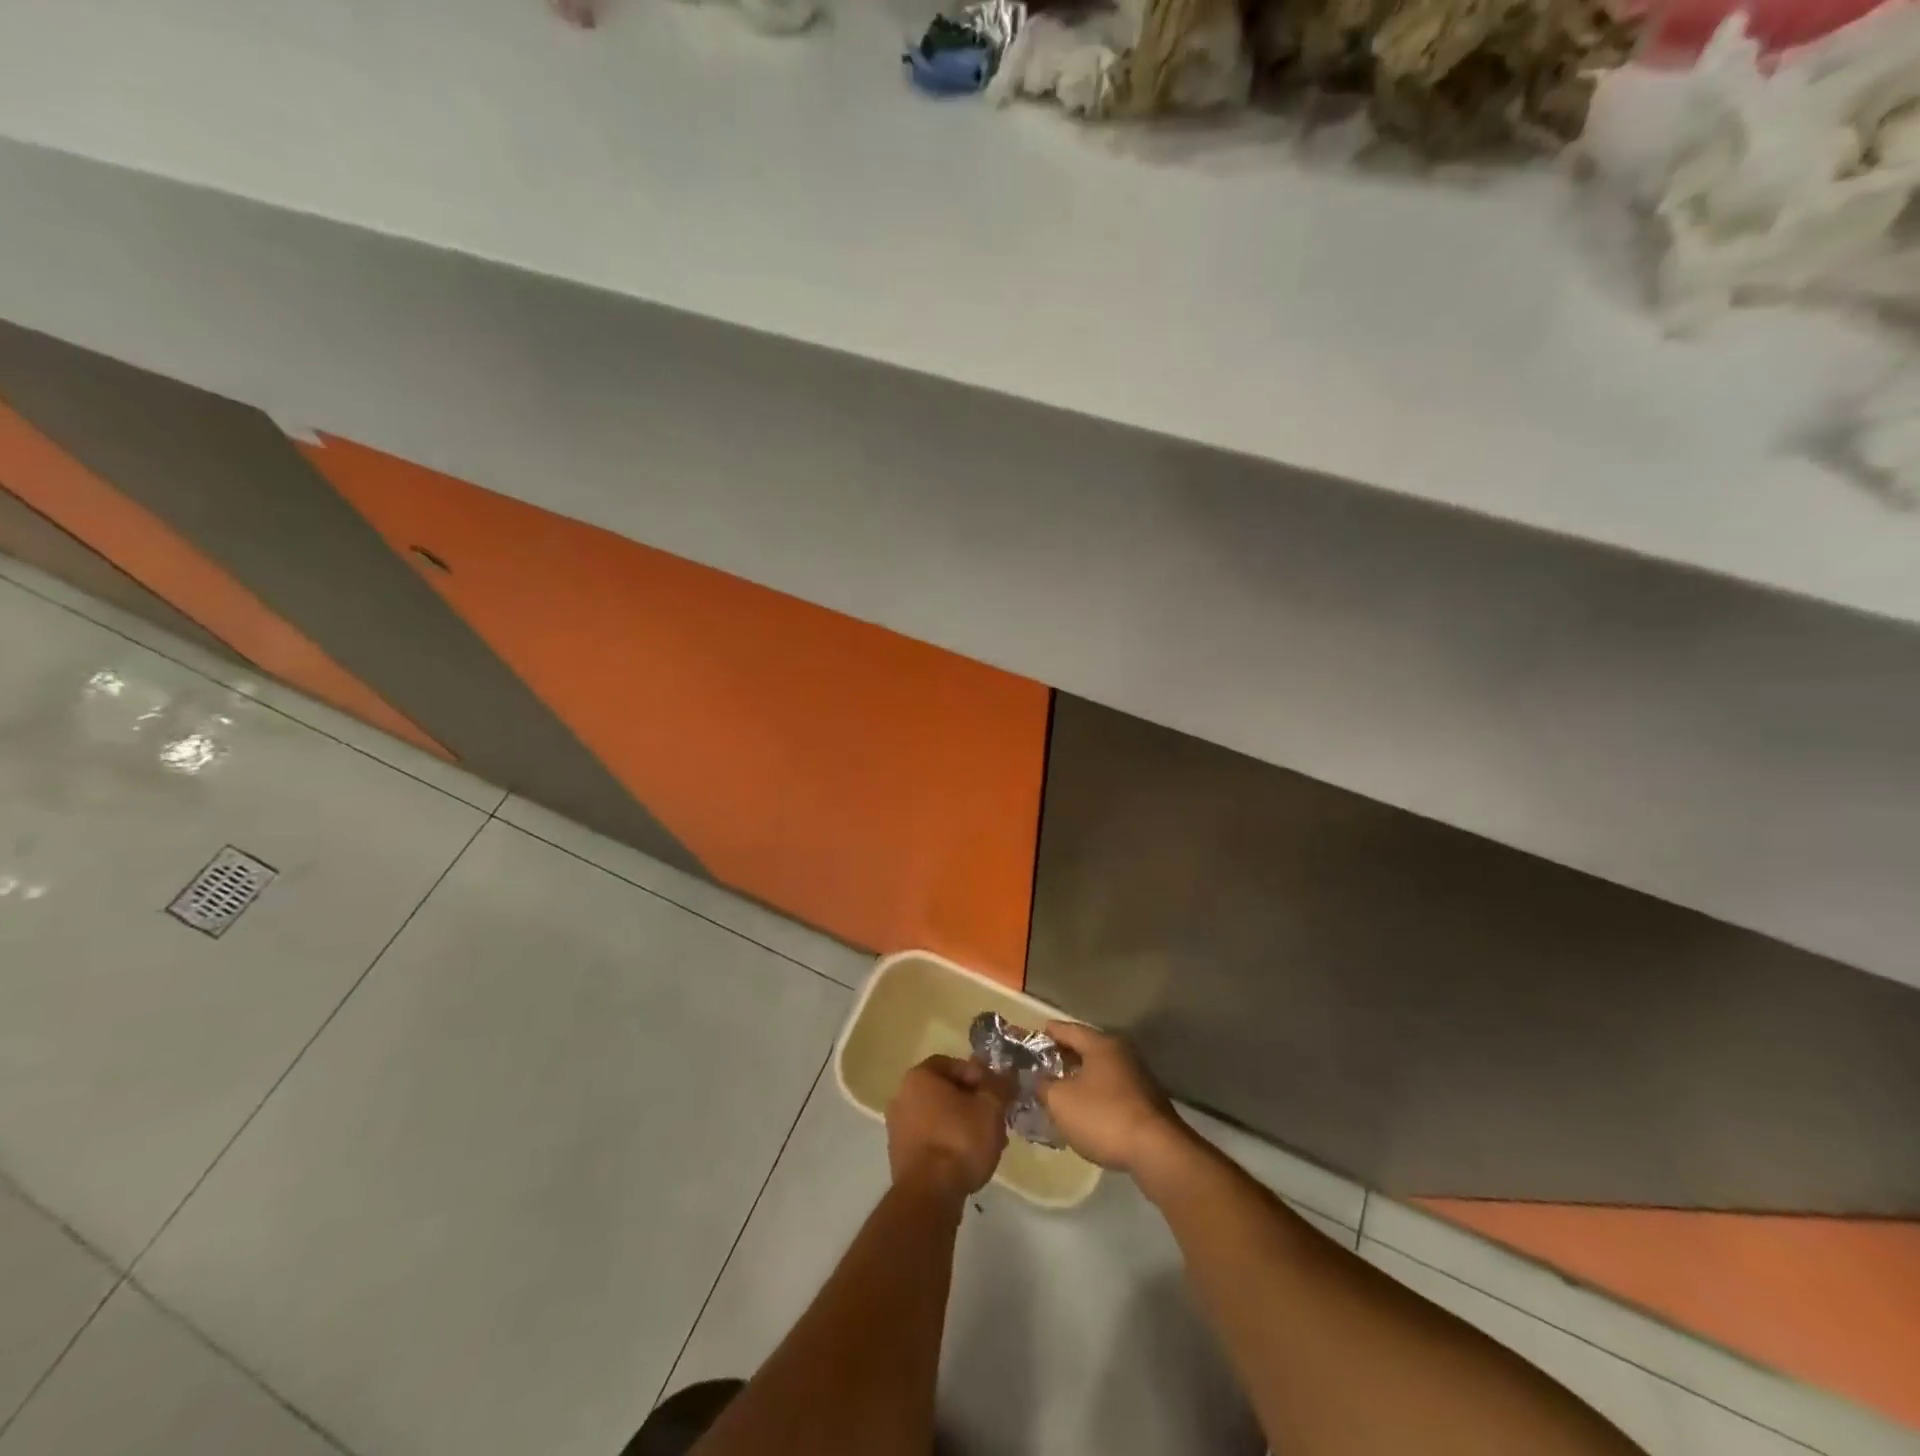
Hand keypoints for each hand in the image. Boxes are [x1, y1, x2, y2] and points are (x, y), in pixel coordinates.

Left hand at [885, 1055, 1012, 1200]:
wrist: (928, 1195)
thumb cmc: (959, 1140)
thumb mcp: (990, 1108)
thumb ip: (999, 1086)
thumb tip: (1006, 1075)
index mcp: (919, 1076)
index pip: (952, 1064)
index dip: (978, 1075)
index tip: (995, 1093)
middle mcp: (902, 1096)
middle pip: (945, 1091)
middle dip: (973, 1102)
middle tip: (995, 1118)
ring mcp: (897, 1128)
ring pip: (939, 1117)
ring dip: (963, 1124)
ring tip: (988, 1143)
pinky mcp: (900, 1156)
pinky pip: (930, 1139)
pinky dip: (949, 1143)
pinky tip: (968, 1160)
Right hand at [1035, 1021, 1186, 1174]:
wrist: (1157, 1151)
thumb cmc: (1103, 1116)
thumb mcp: (1060, 1101)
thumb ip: (1044, 1086)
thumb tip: (1041, 1081)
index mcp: (1101, 1044)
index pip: (1068, 1029)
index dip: (1048, 1033)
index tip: (1032, 1037)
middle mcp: (1122, 1053)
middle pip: (1087, 1048)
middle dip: (1064, 1056)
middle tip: (1042, 1066)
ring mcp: (1138, 1077)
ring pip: (1101, 1071)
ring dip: (1081, 1078)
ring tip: (1060, 1090)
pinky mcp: (1146, 1102)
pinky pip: (1112, 1090)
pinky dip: (1096, 1095)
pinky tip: (1085, 1111)